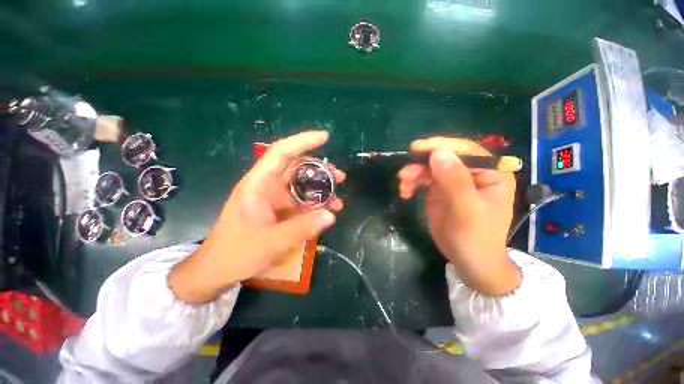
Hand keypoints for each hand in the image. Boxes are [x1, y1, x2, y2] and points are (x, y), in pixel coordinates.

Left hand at [169, 131, 344, 302]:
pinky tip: (327, 213)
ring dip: (320, 190)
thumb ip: (302, 228)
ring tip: (337, 200)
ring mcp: (274, 198)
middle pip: (296, 168)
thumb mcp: (271, 242)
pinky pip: (301, 202)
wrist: (218, 270)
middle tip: (339, 177)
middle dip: (320, 170)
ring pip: (301, 185)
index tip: (325, 137)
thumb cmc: (236, 252)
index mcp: (258, 184)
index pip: (281, 153)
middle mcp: (267, 186)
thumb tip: (331, 215)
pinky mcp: (279, 210)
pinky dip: (315, 205)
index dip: (302, 142)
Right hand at [397, 137, 519, 295]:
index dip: (440, 146)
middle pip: (443, 157)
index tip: (416, 149)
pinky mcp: (440, 191)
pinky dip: (412, 183)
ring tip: (403, 187)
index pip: (465, 149)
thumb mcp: (466, 210)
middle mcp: (472, 172)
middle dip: (421, 164)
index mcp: (490, 172)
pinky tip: (405, 193)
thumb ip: (455, 181)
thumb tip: (438, 153)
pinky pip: (423, 179)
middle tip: (404, 175)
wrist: (469, 261)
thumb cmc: (475, 238)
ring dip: (413, 174)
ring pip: (430, 167)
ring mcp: (454, 181)